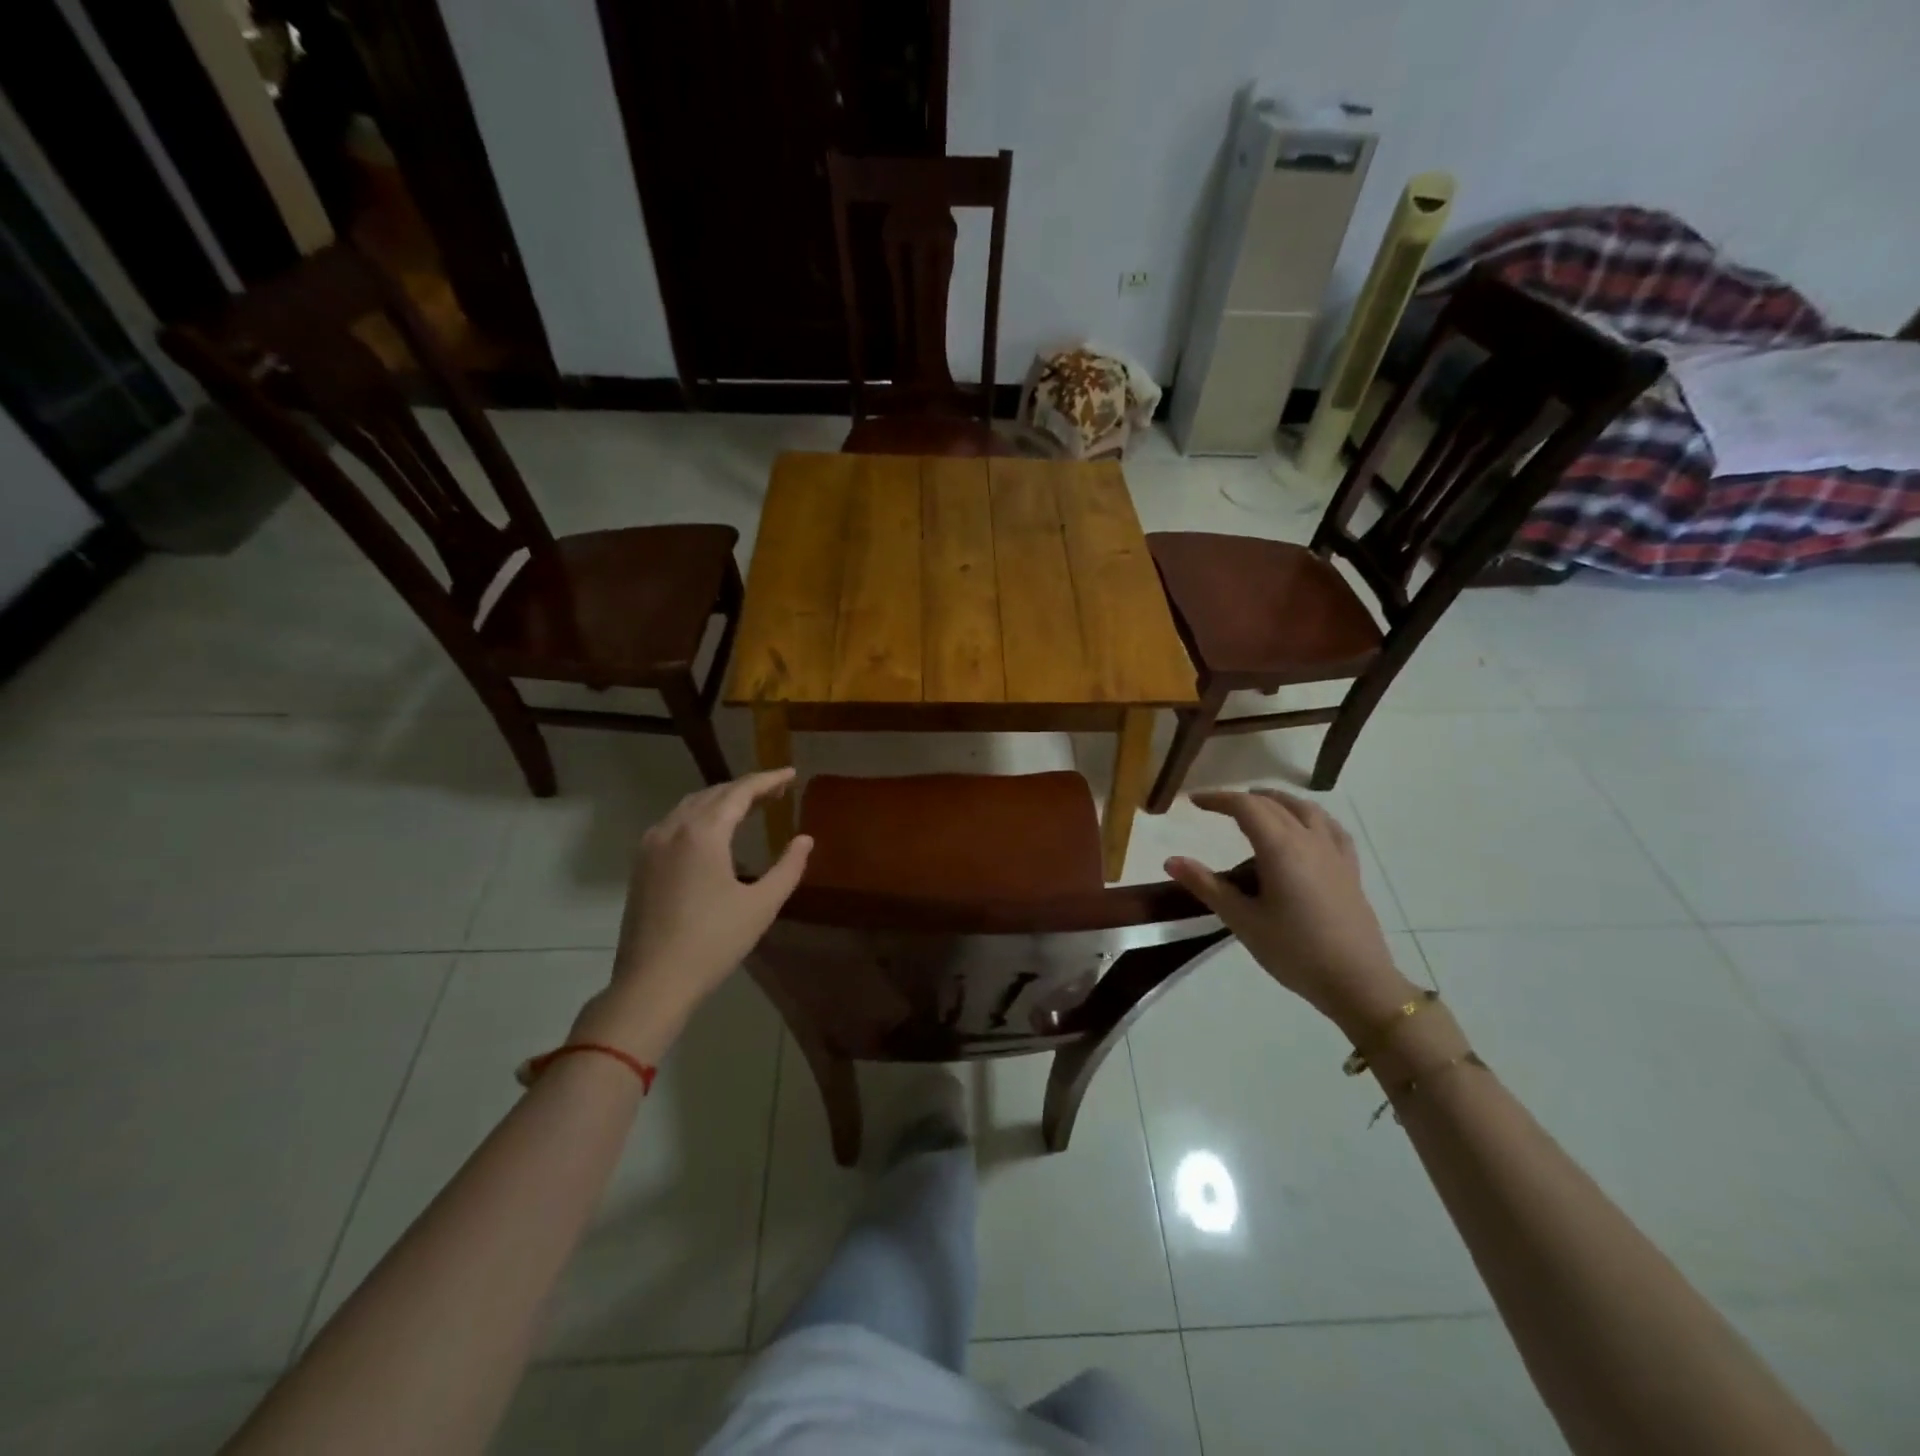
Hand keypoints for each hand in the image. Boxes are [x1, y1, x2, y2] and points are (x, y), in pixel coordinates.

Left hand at [574, 769, 812, 1059]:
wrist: (653, 982)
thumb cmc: (713, 942)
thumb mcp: (761, 906)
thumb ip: (788, 867)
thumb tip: (804, 840)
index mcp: (704, 833)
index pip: (740, 792)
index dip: (768, 780)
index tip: (791, 774)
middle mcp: (673, 829)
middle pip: (714, 794)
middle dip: (746, 788)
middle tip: (777, 792)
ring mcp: (651, 845)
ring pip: (690, 806)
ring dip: (721, 800)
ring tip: (750, 806)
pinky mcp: (641, 864)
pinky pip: (674, 823)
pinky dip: (699, 816)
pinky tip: (713, 832)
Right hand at [1166, 788, 1417, 1041]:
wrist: (1357, 982)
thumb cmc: (1294, 951)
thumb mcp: (1243, 920)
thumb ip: (1207, 886)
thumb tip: (1171, 861)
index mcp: (1280, 848)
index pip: (1245, 807)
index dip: (1218, 799)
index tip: (1194, 801)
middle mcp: (1308, 840)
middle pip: (1273, 804)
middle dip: (1242, 799)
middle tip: (1217, 807)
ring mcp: (1334, 853)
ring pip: (1305, 809)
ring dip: (1277, 801)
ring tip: (1259, 806)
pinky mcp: (1350, 869)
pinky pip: (1330, 828)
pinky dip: (1310, 816)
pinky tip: (1306, 827)